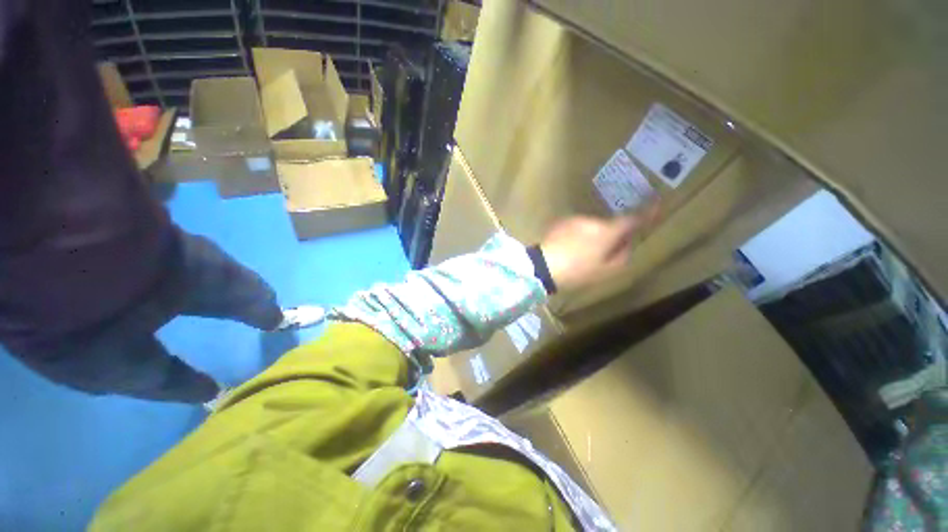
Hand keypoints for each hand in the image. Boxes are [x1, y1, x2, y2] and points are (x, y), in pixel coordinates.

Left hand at [540, 208, 656, 290]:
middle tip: (602, 253)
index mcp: (607, 232)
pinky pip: (577, 227)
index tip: (656, 204)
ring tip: (580, 253)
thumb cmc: (576, 272)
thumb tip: (626, 245)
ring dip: (592, 235)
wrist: (542, 266)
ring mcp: (575, 219)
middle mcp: (592, 220)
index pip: (632, 219)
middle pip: (609, 225)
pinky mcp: (561, 222)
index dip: (646, 213)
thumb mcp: (605, 271)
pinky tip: (568, 248)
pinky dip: (578, 235)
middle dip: (610, 235)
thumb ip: (621, 256)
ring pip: (591, 226)